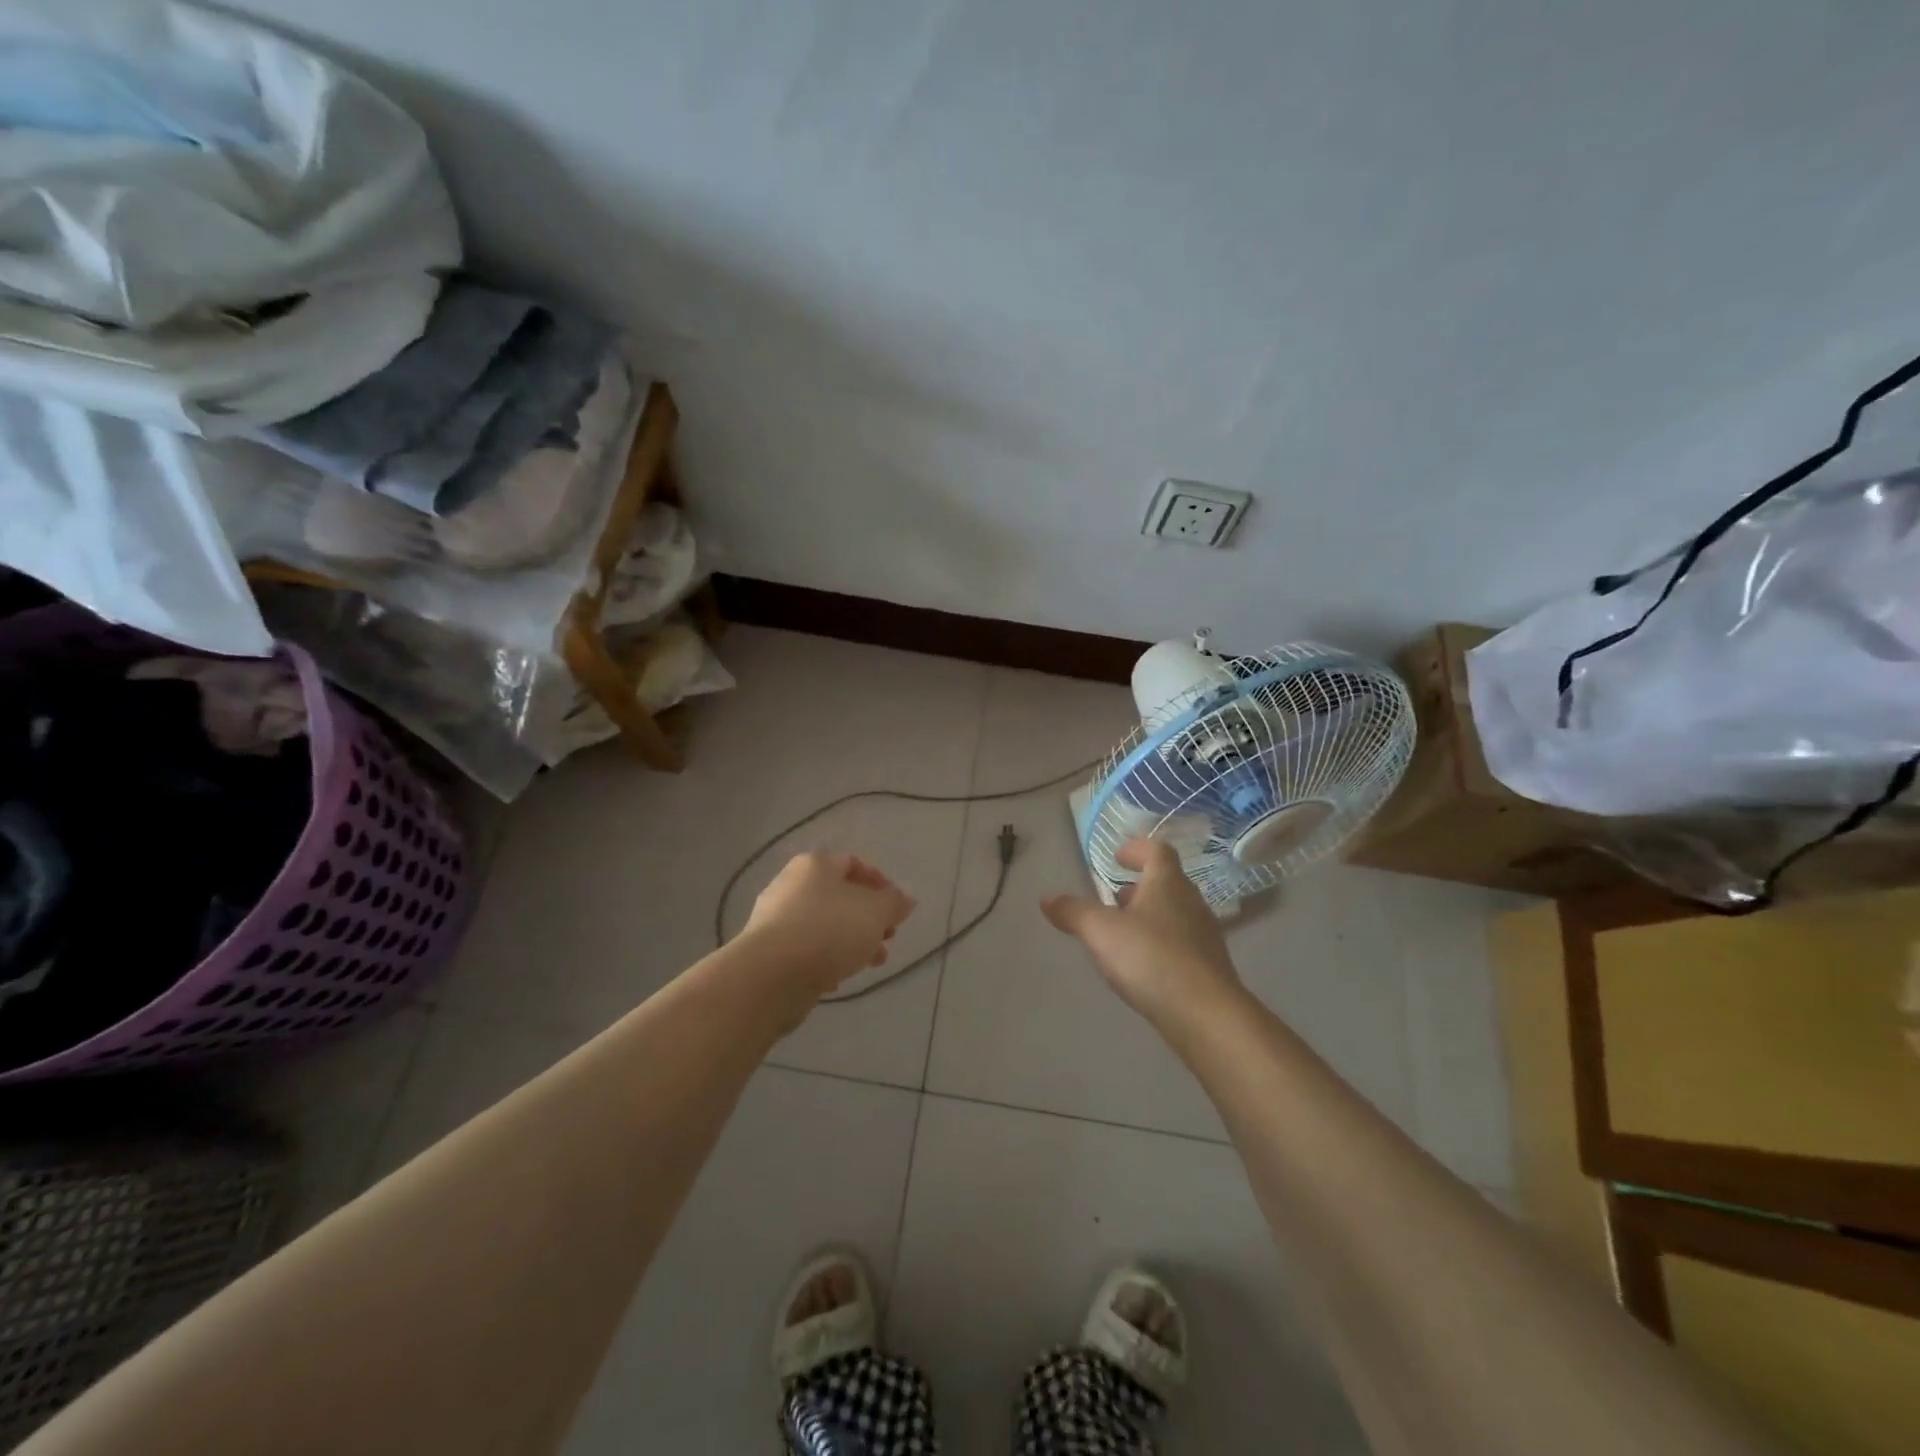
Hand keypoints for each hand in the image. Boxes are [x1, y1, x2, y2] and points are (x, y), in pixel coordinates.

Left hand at [741, 851, 916, 995]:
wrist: (771, 976)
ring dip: (852, 942)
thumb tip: (904, 900)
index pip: (855, 864)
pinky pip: (806, 949)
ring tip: (871, 963)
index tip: (897, 911)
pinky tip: (837, 979)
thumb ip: (894, 903)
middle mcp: (792, 884)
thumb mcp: (875, 912)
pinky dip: (825, 960)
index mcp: (816, 864)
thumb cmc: (829, 931)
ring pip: (824, 925)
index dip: (881, 885)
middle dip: (868, 918)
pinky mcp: (768, 951)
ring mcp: (776, 918)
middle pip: (840, 896)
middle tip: (887, 938)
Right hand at [1042, 837, 1242, 1029]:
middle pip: (1167, 883)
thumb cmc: (1151, 959)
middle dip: (1140, 886)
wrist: (1207, 1015)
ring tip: (1124, 931)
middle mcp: (1191, 903)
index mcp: (1167, 884)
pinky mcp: (1209, 968)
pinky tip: (1143, 965)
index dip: (1137, 849)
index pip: (1157, 851)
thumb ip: (1073, 912)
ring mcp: (1204, 937)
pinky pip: (1181, 944)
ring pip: (1175, 914)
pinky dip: (1160, 944)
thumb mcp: (1101, 932)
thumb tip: (1047, 898)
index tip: (1119, 856)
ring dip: (1150, 916)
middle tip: (1116, 896)